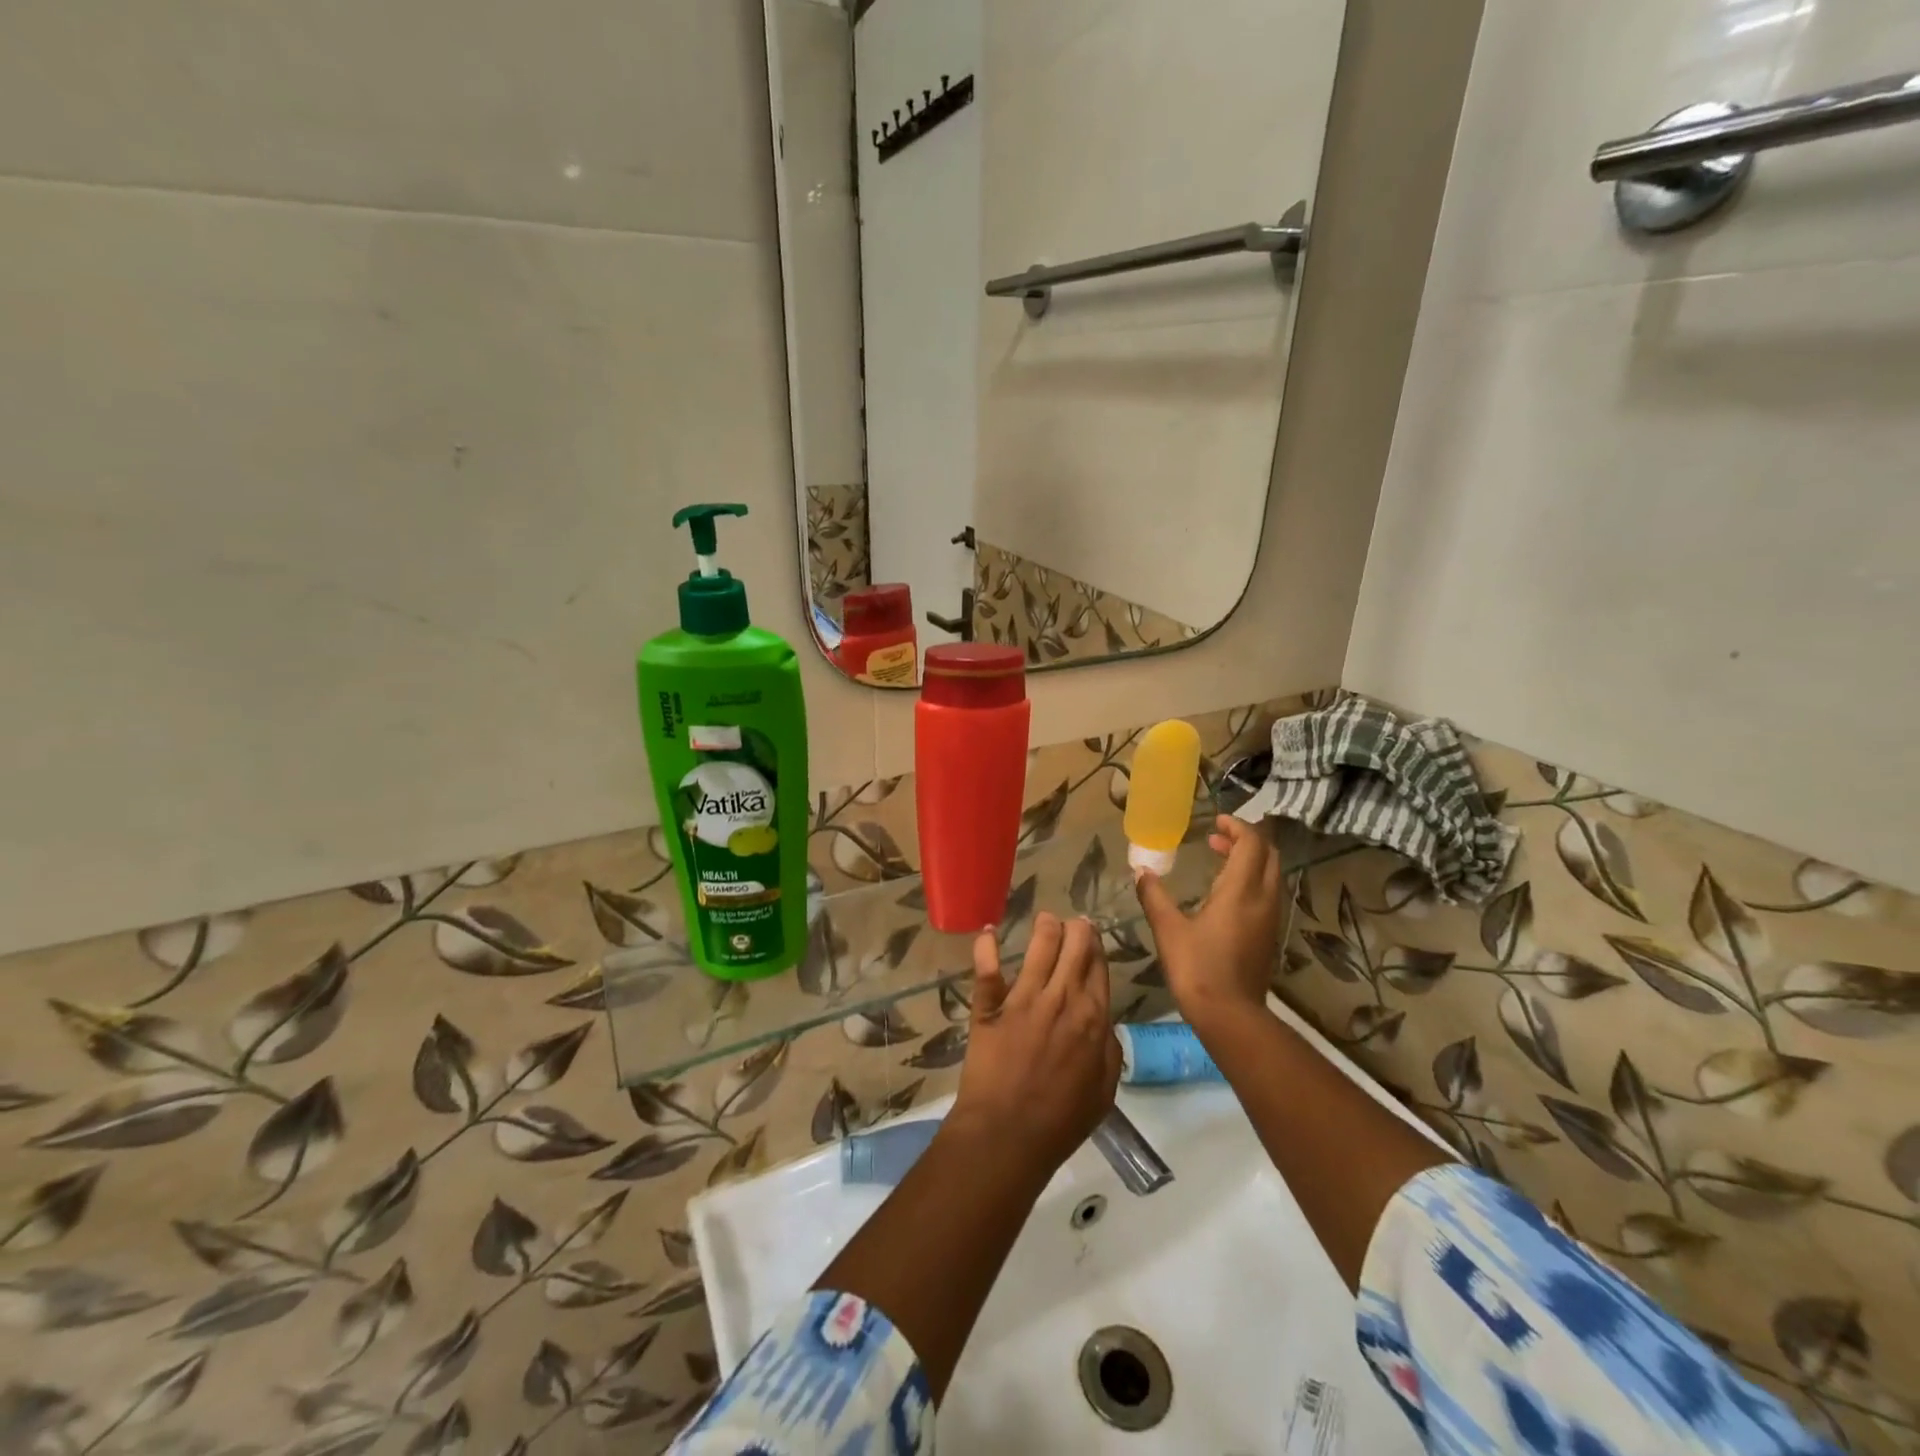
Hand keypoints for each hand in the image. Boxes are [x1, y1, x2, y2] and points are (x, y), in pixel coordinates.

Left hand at [949, 913, 1121, 1179]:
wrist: (1008, 1135)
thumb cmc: (1061, 1121)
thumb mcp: (1103, 1091)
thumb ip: (1109, 1051)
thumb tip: (1104, 1024)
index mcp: (1093, 1017)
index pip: (1098, 966)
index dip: (1096, 946)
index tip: (1091, 936)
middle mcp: (1062, 998)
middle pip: (1074, 945)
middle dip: (1076, 928)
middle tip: (1072, 925)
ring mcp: (1024, 998)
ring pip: (1040, 945)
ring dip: (1045, 926)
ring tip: (1045, 919)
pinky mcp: (990, 1005)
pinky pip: (988, 968)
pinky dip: (986, 946)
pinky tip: (988, 931)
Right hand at [1135, 815, 1283, 1035]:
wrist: (1230, 1016)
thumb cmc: (1197, 968)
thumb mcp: (1168, 929)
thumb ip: (1154, 896)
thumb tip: (1140, 871)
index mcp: (1241, 890)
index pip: (1251, 843)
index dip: (1237, 826)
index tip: (1215, 821)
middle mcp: (1263, 899)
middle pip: (1268, 855)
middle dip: (1245, 839)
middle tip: (1216, 837)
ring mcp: (1270, 918)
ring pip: (1270, 874)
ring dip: (1249, 859)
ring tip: (1219, 858)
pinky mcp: (1269, 935)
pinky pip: (1267, 893)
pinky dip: (1251, 879)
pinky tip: (1225, 892)